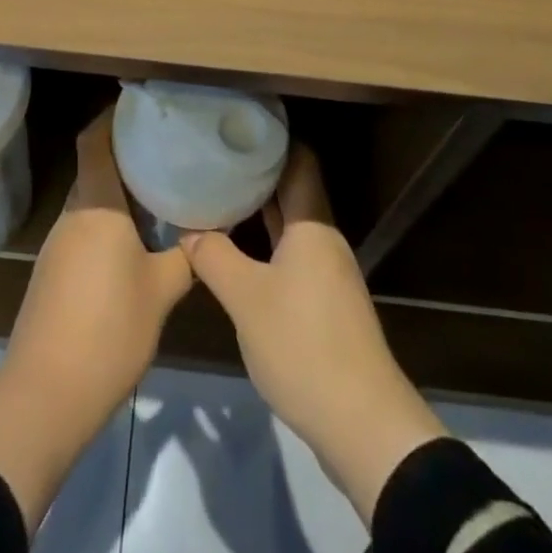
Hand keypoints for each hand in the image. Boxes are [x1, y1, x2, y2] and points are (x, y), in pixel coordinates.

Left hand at [0, 112, 192, 531]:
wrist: (46, 395)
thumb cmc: (109, 329)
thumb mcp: (161, 291)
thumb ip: (186, 256)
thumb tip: (207, 231)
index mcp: (96, 205)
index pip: (95, 140)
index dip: (113, 117)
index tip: (142, 108)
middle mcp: (72, 215)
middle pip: (96, 169)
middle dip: (127, 156)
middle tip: (167, 152)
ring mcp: (58, 245)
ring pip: (92, 202)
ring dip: (119, 194)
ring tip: (160, 193)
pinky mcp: (53, 274)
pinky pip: (85, 230)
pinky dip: (109, 224)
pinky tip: (135, 242)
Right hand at [183, 144, 447, 521]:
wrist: (363, 425)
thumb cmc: (304, 345)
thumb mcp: (246, 299)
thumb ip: (214, 257)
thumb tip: (188, 230)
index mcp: (312, 225)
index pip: (298, 160)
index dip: (270, 139)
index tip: (233, 127)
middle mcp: (323, 239)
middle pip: (291, 190)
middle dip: (254, 173)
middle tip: (212, 159)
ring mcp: (327, 272)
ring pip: (289, 225)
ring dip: (256, 211)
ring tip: (215, 196)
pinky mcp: (324, 303)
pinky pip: (290, 254)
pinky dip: (264, 244)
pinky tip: (235, 251)